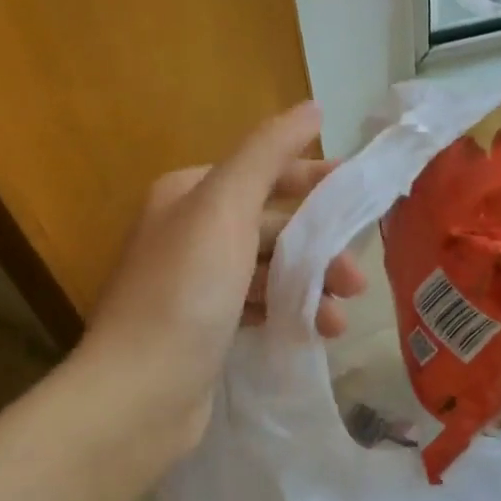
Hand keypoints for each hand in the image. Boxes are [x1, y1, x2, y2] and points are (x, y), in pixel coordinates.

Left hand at [77, 100, 365, 454]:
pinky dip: (288, 312)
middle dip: (317, 247)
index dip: (313, 180)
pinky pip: (258, 306)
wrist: (139, 393)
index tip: (362, 196)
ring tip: (338, 317)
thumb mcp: (226, 208)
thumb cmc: (186, 290)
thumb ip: (268, 153)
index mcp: (189, 194)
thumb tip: (312, 108)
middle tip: (356, 278)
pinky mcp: (204, 326)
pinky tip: (314, 332)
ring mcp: (195, 282)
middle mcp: (189, 231)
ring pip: (269, 269)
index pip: (263, 172)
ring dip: (308, 285)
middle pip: (271, 224)